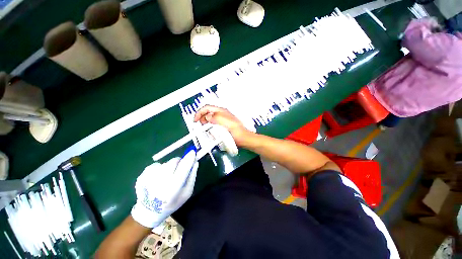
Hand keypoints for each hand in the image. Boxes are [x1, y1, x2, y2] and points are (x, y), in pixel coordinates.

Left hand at [131, 150, 197, 227]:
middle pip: (173, 162)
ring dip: (169, 166)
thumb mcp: (187, 192)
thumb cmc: (172, 202)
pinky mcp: (142, 175)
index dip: (189, 158)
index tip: (193, 152)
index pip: (184, 167)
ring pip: (165, 163)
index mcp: (174, 187)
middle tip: (179, 167)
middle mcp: (161, 181)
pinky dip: (160, 168)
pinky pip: (156, 165)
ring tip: (168, 176)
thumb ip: (192, 177)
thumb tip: (195, 162)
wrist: (150, 212)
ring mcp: (150, 178)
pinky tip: (158, 177)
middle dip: (179, 162)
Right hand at [194, 105, 251, 145]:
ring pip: (210, 118)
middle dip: (202, 117)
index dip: (199, 112)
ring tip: (204, 128)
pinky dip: (209, 126)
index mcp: (221, 111)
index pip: (207, 108)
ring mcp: (222, 120)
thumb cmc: (236, 130)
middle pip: (208, 112)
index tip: (195, 120)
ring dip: (205, 122)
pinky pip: (213, 124)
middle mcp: (221, 114)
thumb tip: (207, 117)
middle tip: (200, 125)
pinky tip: (210, 131)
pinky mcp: (222, 126)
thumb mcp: (226, 122)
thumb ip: (216, 117)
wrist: (242, 138)